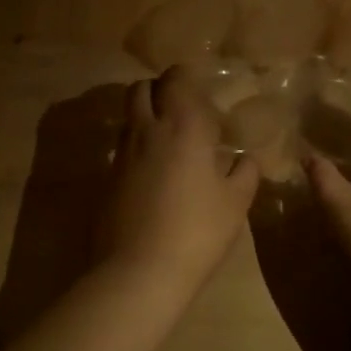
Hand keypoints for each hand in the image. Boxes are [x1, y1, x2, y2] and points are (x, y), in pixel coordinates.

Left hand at [99, 66, 259, 293]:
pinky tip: (154, 176)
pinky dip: (136, 150)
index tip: (201, 93)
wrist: (138, 271)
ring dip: (145, 119)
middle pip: (140, 89)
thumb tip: (245, 159)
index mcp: (182, 126)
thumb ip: (244, 173)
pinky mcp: (106, 180)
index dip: (185, 79)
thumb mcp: (235, 203)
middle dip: (158, 91)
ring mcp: (120, 155)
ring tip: (169, 144)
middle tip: (181, 112)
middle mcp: (145, 131)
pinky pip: (121, 150)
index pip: (175, 79)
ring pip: (128, 118)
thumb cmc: (197, 232)